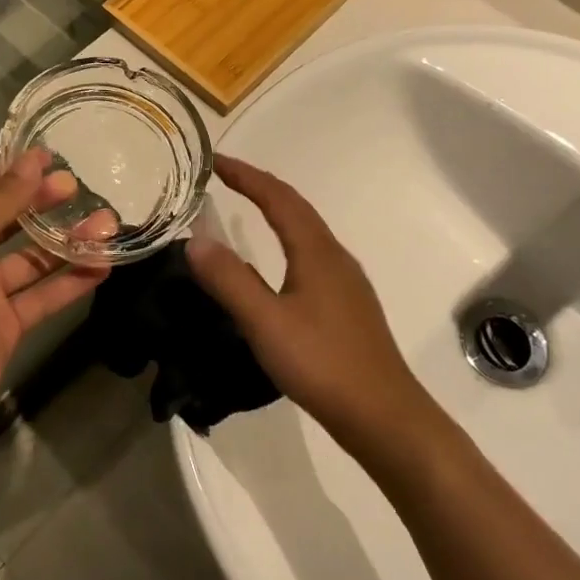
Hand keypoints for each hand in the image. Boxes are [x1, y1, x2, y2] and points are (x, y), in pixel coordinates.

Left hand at [0, 149, 115, 442]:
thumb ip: (1, 200)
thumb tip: (35, 159)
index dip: (16, 173)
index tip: (53, 158)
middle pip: (12, 222)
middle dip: (45, 204)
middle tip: (81, 188)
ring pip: (34, 259)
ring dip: (68, 242)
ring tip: (108, 223)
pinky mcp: (8, 325)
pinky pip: (45, 296)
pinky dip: (73, 281)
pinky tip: (104, 264)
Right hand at [186, 156, 427, 448]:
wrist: (385, 417)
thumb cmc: (324, 364)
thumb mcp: (266, 323)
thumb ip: (229, 280)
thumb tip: (194, 240)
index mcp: (316, 251)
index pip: (278, 197)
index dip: (246, 176)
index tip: (215, 162)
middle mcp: (334, 256)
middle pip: (296, 208)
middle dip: (260, 187)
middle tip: (226, 177)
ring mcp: (345, 282)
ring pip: (306, 231)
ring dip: (275, 212)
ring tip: (245, 208)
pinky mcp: (348, 306)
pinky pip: (311, 255)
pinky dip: (286, 241)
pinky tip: (276, 267)